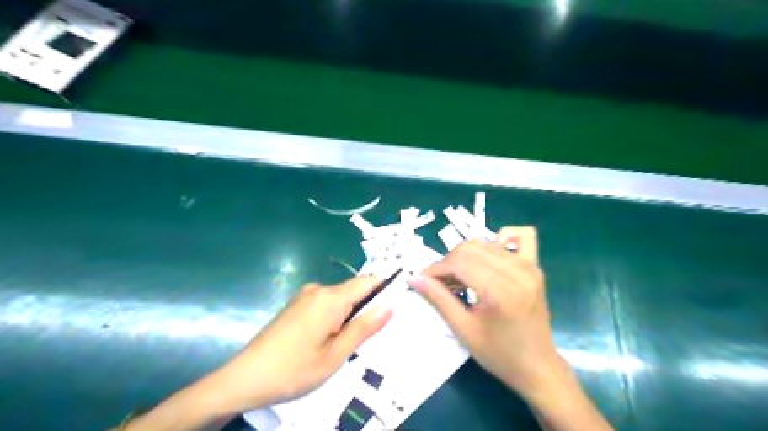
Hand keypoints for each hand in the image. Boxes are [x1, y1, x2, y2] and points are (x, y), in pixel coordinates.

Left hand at [210, 276, 392, 414]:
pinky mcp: (296, 304)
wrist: (244, 378)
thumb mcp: (335, 355)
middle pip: (354, 290)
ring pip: (340, 298)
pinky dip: (335, 317)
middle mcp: (318, 289)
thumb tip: (390, 306)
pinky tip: (328, 340)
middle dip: (367, 308)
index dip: (385, 289)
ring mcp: (304, 295)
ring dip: (350, 315)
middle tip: (372, 337)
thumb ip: (364, 328)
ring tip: (349, 344)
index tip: (397, 306)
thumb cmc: (294, 370)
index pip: (368, 281)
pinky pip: (325, 304)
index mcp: (330, 298)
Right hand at [408, 227, 558, 398]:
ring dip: (465, 256)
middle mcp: (518, 271)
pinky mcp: (535, 266)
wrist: (537, 366)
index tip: (422, 280)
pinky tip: (488, 259)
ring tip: (459, 278)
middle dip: (448, 262)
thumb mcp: (463, 330)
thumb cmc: (499, 355)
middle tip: (440, 283)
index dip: (436, 269)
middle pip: (470, 248)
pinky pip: (519, 236)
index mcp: (501, 291)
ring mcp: (529, 266)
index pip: (459, 263)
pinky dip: (499, 240)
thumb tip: (413, 278)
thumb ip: (438, 299)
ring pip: (485, 243)